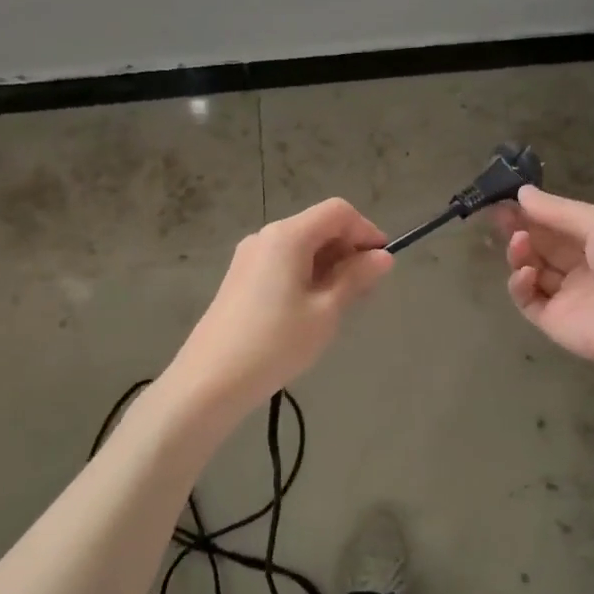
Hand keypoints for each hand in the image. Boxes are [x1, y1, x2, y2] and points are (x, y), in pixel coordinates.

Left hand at [171, 197, 394, 415]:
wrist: (210, 381)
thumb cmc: (276, 343)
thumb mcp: (326, 311)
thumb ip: (356, 278)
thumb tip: (383, 257)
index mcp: (288, 236)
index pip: (338, 212)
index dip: (366, 231)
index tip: (382, 264)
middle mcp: (266, 236)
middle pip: (318, 226)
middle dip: (348, 249)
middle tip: (366, 289)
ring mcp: (249, 257)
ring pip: (301, 246)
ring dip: (329, 264)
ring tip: (341, 303)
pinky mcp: (240, 278)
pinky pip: (284, 262)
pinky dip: (307, 274)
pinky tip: (312, 308)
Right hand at [497, 185, 593, 372]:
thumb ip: (558, 209)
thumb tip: (522, 193)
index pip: (559, 224)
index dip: (534, 211)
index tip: (508, 197)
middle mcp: (581, 268)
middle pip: (542, 245)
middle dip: (520, 228)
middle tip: (497, 214)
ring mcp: (566, 296)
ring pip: (531, 270)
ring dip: (520, 253)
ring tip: (518, 242)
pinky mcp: (552, 321)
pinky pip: (528, 300)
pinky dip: (520, 284)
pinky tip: (525, 273)